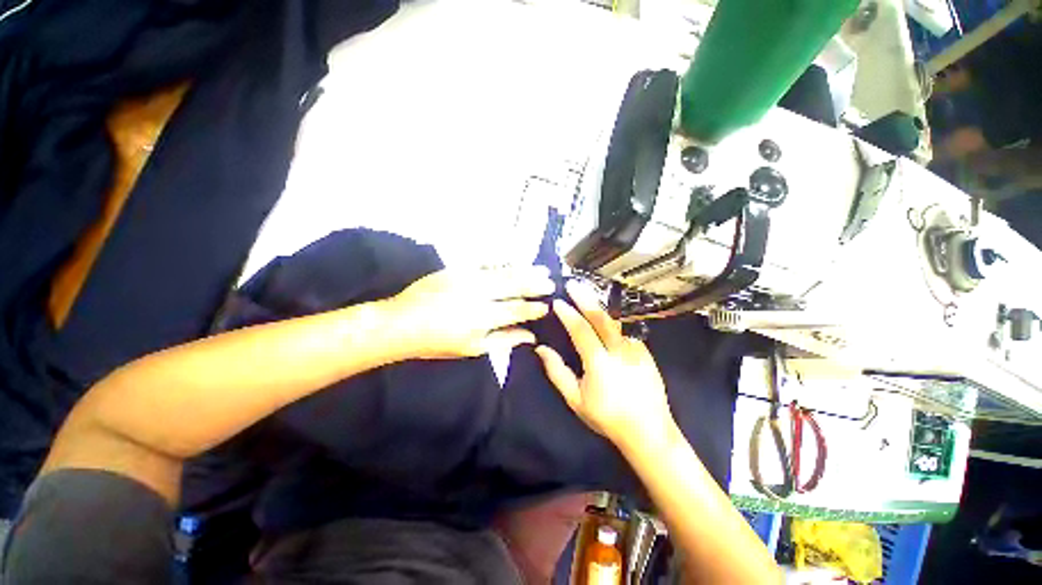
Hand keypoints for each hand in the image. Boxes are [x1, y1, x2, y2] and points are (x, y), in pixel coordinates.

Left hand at [388, 266, 553, 358]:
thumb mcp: (472, 349)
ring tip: (540, 269)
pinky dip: (503, 261)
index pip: (516, 309)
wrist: (403, 322)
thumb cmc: (437, 342)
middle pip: (513, 286)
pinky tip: (515, 260)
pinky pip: (485, 262)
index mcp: (482, 318)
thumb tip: (529, 337)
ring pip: (502, 272)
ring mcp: (467, 279)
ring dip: (523, 270)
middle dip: (534, 283)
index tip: (546, 306)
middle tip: (550, 281)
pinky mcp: (457, 269)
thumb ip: (503, 340)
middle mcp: (478, 295)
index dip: (533, 308)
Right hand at [535, 281, 675, 451]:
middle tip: (573, 284)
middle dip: (585, 298)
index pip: (581, 330)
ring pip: (615, 320)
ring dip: (599, 305)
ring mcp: (636, 349)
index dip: (568, 314)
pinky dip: (613, 320)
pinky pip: (626, 330)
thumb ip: (557, 371)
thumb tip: (541, 349)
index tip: (557, 302)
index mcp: (599, 363)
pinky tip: (605, 316)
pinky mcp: (645, 351)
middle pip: (601, 318)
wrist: (649, 431)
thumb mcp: (575, 399)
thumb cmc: (607, 417)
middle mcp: (619, 350)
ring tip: (587, 293)